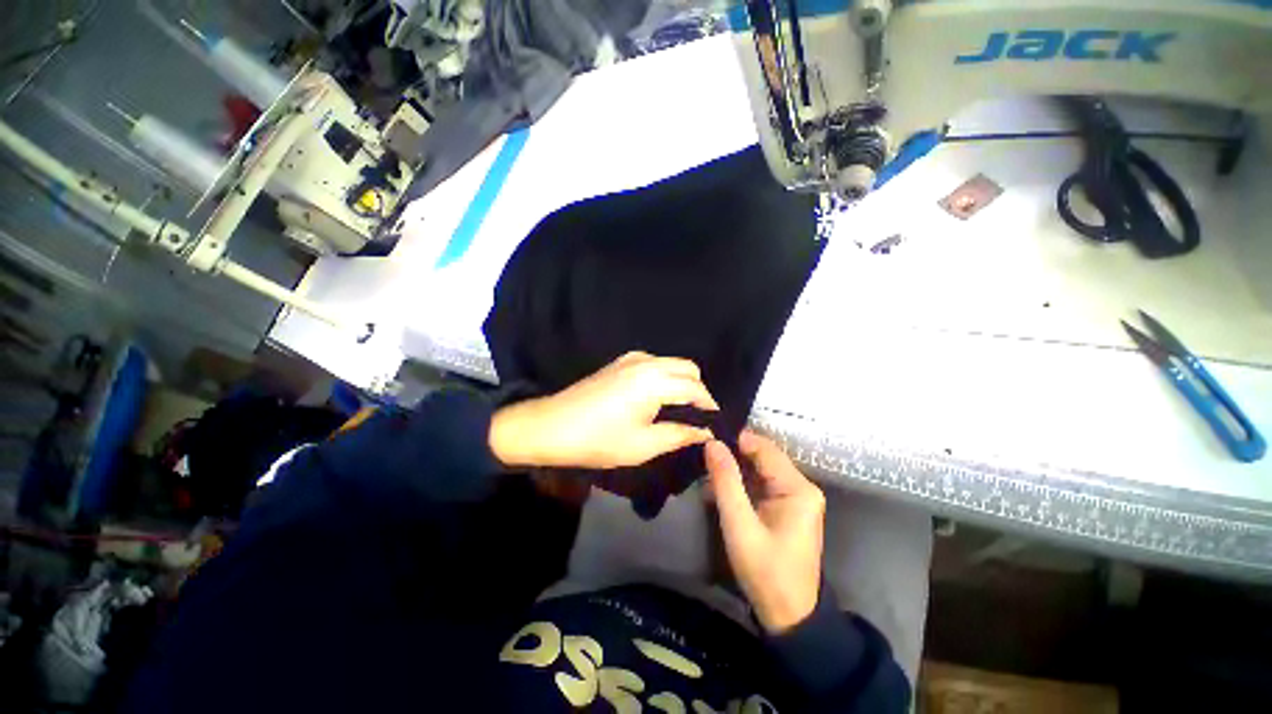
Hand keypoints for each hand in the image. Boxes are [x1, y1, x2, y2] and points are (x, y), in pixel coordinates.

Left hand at [489, 352, 718, 469]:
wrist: (551, 426)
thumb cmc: (599, 440)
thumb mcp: (644, 445)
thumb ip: (679, 435)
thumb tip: (705, 432)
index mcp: (655, 381)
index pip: (696, 388)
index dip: (709, 406)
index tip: (715, 424)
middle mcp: (647, 362)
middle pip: (688, 368)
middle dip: (698, 390)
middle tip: (697, 417)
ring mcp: (631, 359)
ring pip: (671, 363)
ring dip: (682, 382)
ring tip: (680, 409)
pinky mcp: (619, 362)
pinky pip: (654, 364)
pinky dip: (665, 376)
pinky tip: (657, 398)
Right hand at [706, 431, 824, 633]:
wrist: (789, 616)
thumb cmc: (765, 571)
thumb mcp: (740, 525)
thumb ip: (725, 481)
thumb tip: (712, 443)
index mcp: (798, 488)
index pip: (763, 448)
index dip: (734, 440)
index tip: (706, 440)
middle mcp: (801, 486)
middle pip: (762, 457)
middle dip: (732, 455)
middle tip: (701, 456)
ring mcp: (796, 497)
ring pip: (759, 469)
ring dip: (733, 469)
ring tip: (706, 471)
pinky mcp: (787, 507)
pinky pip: (760, 483)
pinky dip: (740, 483)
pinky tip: (719, 488)